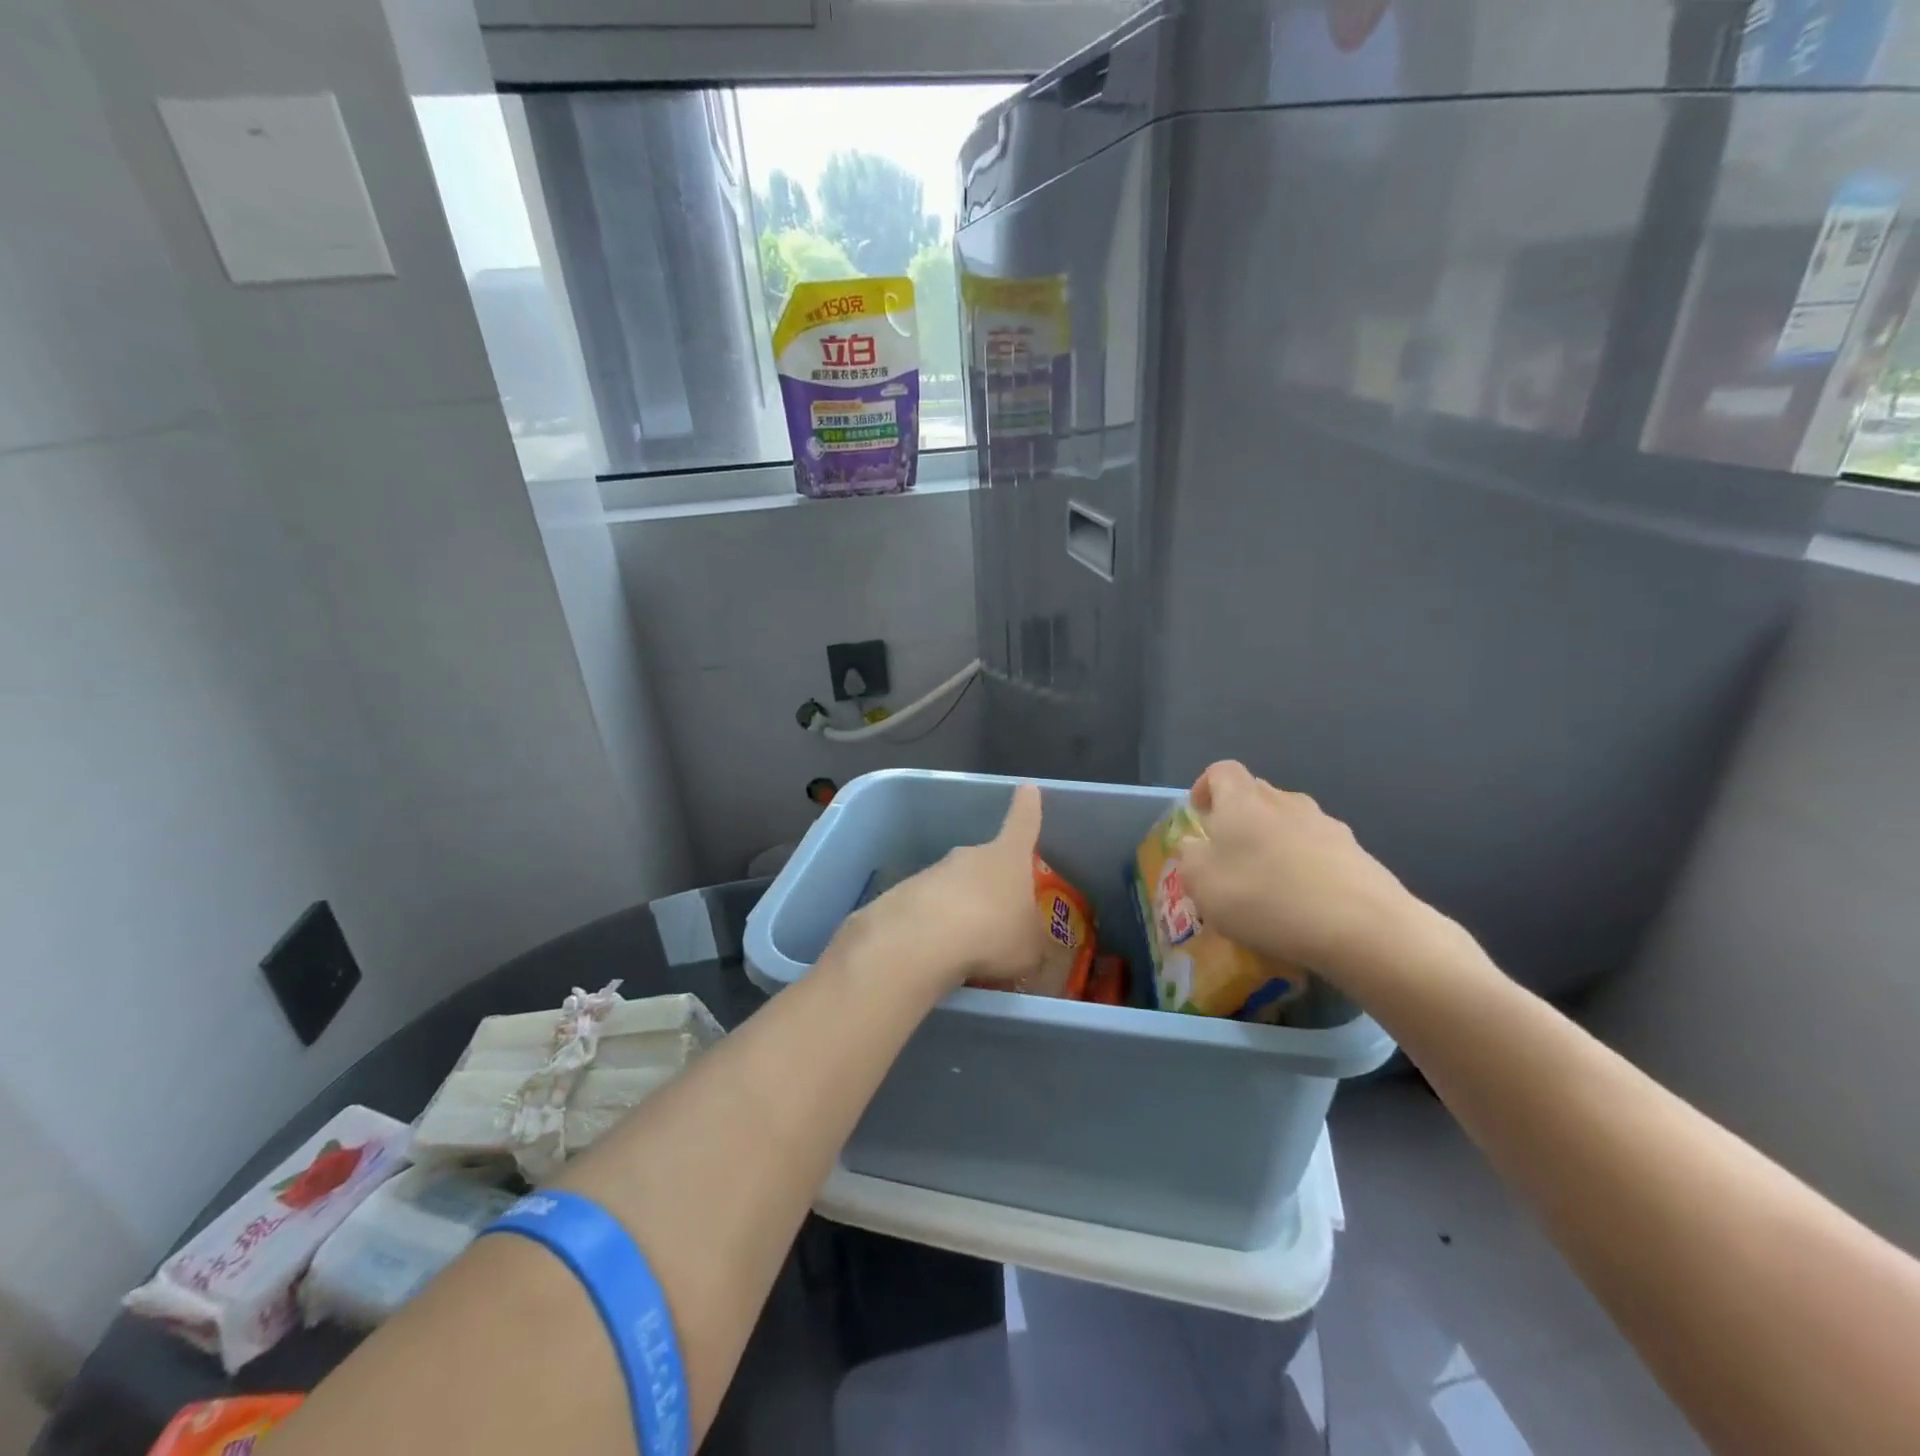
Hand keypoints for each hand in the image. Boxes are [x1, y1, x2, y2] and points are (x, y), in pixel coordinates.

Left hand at [850, 784, 1050, 988]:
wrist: (921, 939)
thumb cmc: (992, 933)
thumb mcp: (1029, 949)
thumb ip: (1034, 944)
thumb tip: (1035, 946)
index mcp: (1007, 858)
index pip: (1022, 823)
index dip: (1028, 807)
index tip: (1027, 788)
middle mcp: (970, 855)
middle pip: (986, 862)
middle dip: (992, 885)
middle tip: (1000, 918)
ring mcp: (934, 871)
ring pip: (955, 887)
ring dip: (962, 909)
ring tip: (968, 947)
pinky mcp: (904, 893)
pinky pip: (928, 908)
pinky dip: (935, 927)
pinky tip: (938, 953)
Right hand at [1174, 761, 1441, 987]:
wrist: (1361, 927)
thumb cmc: (1264, 897)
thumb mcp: (1202, 884)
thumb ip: (1190, 858)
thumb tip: (1194, 845)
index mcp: (1242, 800)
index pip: (1221, 771)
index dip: (1206, 789)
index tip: (1200, 818)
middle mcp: (1285, 801)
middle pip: (1256, 795)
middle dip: (1239, 819)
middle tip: (1229, 858)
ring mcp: (1326, 825)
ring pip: (1289, 824)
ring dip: (1274, 845)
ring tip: (1269, 888)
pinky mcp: (1357, 854)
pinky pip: (1319, 852)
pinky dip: (1306, 868)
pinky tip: (1305, 906)